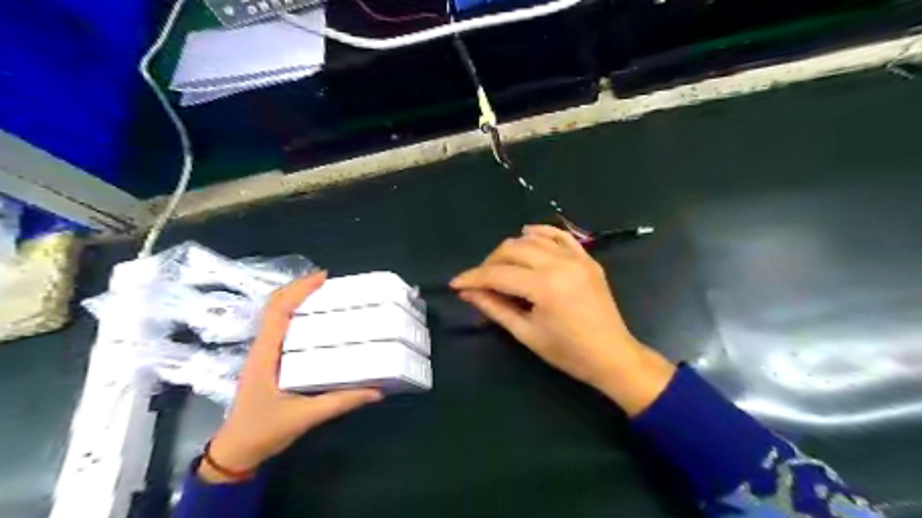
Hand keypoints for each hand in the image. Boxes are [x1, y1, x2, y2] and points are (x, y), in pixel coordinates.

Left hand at [203, 273, 382, 483]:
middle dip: (300, 288)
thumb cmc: (263, 431)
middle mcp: (263, 347)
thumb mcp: (305, 417)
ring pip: (278, 315)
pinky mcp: (270, 361)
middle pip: (276, 306)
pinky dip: (298, 316)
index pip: (278, 310)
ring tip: (327, 295)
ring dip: (298, 300)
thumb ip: (341, 402)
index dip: (299, 290)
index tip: (324, 277)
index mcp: (266, 354)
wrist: (236, 452)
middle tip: (331, 283)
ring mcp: (265, 353)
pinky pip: (283, 329)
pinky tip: (318, 322)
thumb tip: (377, 390)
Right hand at [451, 224, 674, 414]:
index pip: (498, 274)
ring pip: (532, 238)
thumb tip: (468, 292)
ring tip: (500, 266)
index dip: (473, 278)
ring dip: (510, 248)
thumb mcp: (526, 333)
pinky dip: (540, 232)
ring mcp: (576, 257)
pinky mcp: (586, 258)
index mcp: (545, 286)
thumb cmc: (568, 353)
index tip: (456, 283)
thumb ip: (495, 307)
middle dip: (489, 263)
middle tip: (478, 281)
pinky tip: (527, 235)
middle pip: (512, 249)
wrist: (612, 355)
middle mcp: (560, 263)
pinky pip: (559, 235)